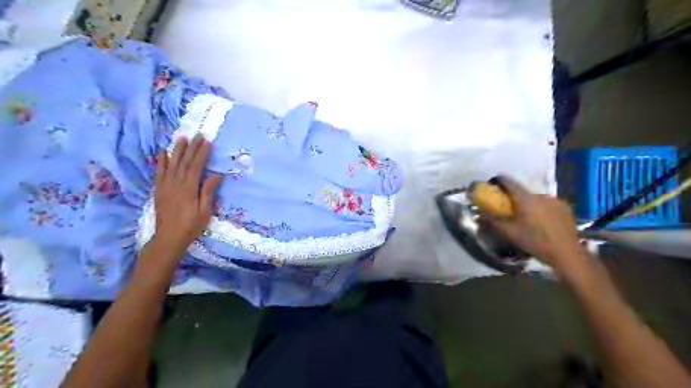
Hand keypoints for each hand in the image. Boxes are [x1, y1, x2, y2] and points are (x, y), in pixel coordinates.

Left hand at [154, 135, 224, 255]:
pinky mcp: (159, 190)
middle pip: (184, 162)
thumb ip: (208, 191)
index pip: (196, 166)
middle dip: (192, 147)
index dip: (202, 153)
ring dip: (177, 150)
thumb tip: (217, 174)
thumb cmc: (191, 226)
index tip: (208, 142)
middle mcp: (175, 184)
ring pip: (171, 164)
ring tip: (182, 138)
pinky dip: (161, 161)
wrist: (168, 238)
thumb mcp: (205, 211)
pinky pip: (159, 172)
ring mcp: (165, 186)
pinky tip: (163, 153)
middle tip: (198, 135)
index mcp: (188, 188)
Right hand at [483, 176, 584, 271]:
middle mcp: (540, 195)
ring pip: (536, 199)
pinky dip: (542, 210)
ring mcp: (555, 200)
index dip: (499, 181)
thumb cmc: (534, 241)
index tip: (493, 184)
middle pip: (523, 192)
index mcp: (525, 198)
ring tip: (528, 219)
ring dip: (529, 205)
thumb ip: (493, 221)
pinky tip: (543, 222)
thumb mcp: (509, 233)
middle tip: (510, 210)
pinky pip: (548, 205)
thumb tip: (478, 213)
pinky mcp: (565, 208)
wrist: (566, 253)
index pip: (509, 182)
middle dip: (515, 198)